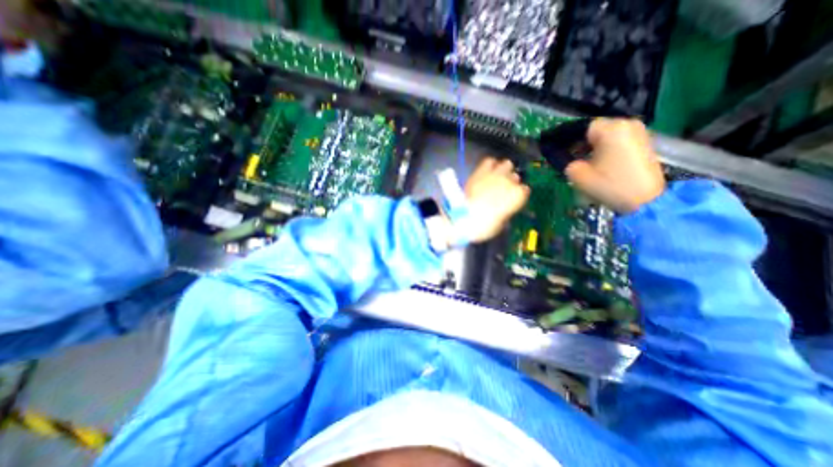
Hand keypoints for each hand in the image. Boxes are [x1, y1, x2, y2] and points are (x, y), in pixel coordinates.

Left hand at [459, 156, 529, 242]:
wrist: (463, 217)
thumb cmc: (484, 226)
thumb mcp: (499, 224)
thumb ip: (505, 212)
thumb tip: (502, 209)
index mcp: (518, 196)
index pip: (524, 191)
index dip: (517, 195)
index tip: (511, 200)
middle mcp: (510, 182)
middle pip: (516, 177)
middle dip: (510, 182)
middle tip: (502, 189)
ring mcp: (495, 174)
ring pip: (506, 164)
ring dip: (503, 170)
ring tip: (496, 177)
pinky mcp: (481, 171)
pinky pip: (489, 161)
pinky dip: (490, 165)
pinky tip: (487, 171)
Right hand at [566, 118, 665, 212]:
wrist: (645, 200)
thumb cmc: (609, 184)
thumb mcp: (578, 175)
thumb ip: (567, 162)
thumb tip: (566, 158)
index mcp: (610, 129)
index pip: (582, 128)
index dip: (569, 140)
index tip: (562, 154)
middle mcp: (626, 124)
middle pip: (595, 131)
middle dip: (582, 143)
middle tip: (573, 159)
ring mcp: (639, 132)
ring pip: (607, 136)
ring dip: (594, 147)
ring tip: (587, 163)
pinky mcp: (644, 143)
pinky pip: (618, 141)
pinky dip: (607, 150)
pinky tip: (601, 164)